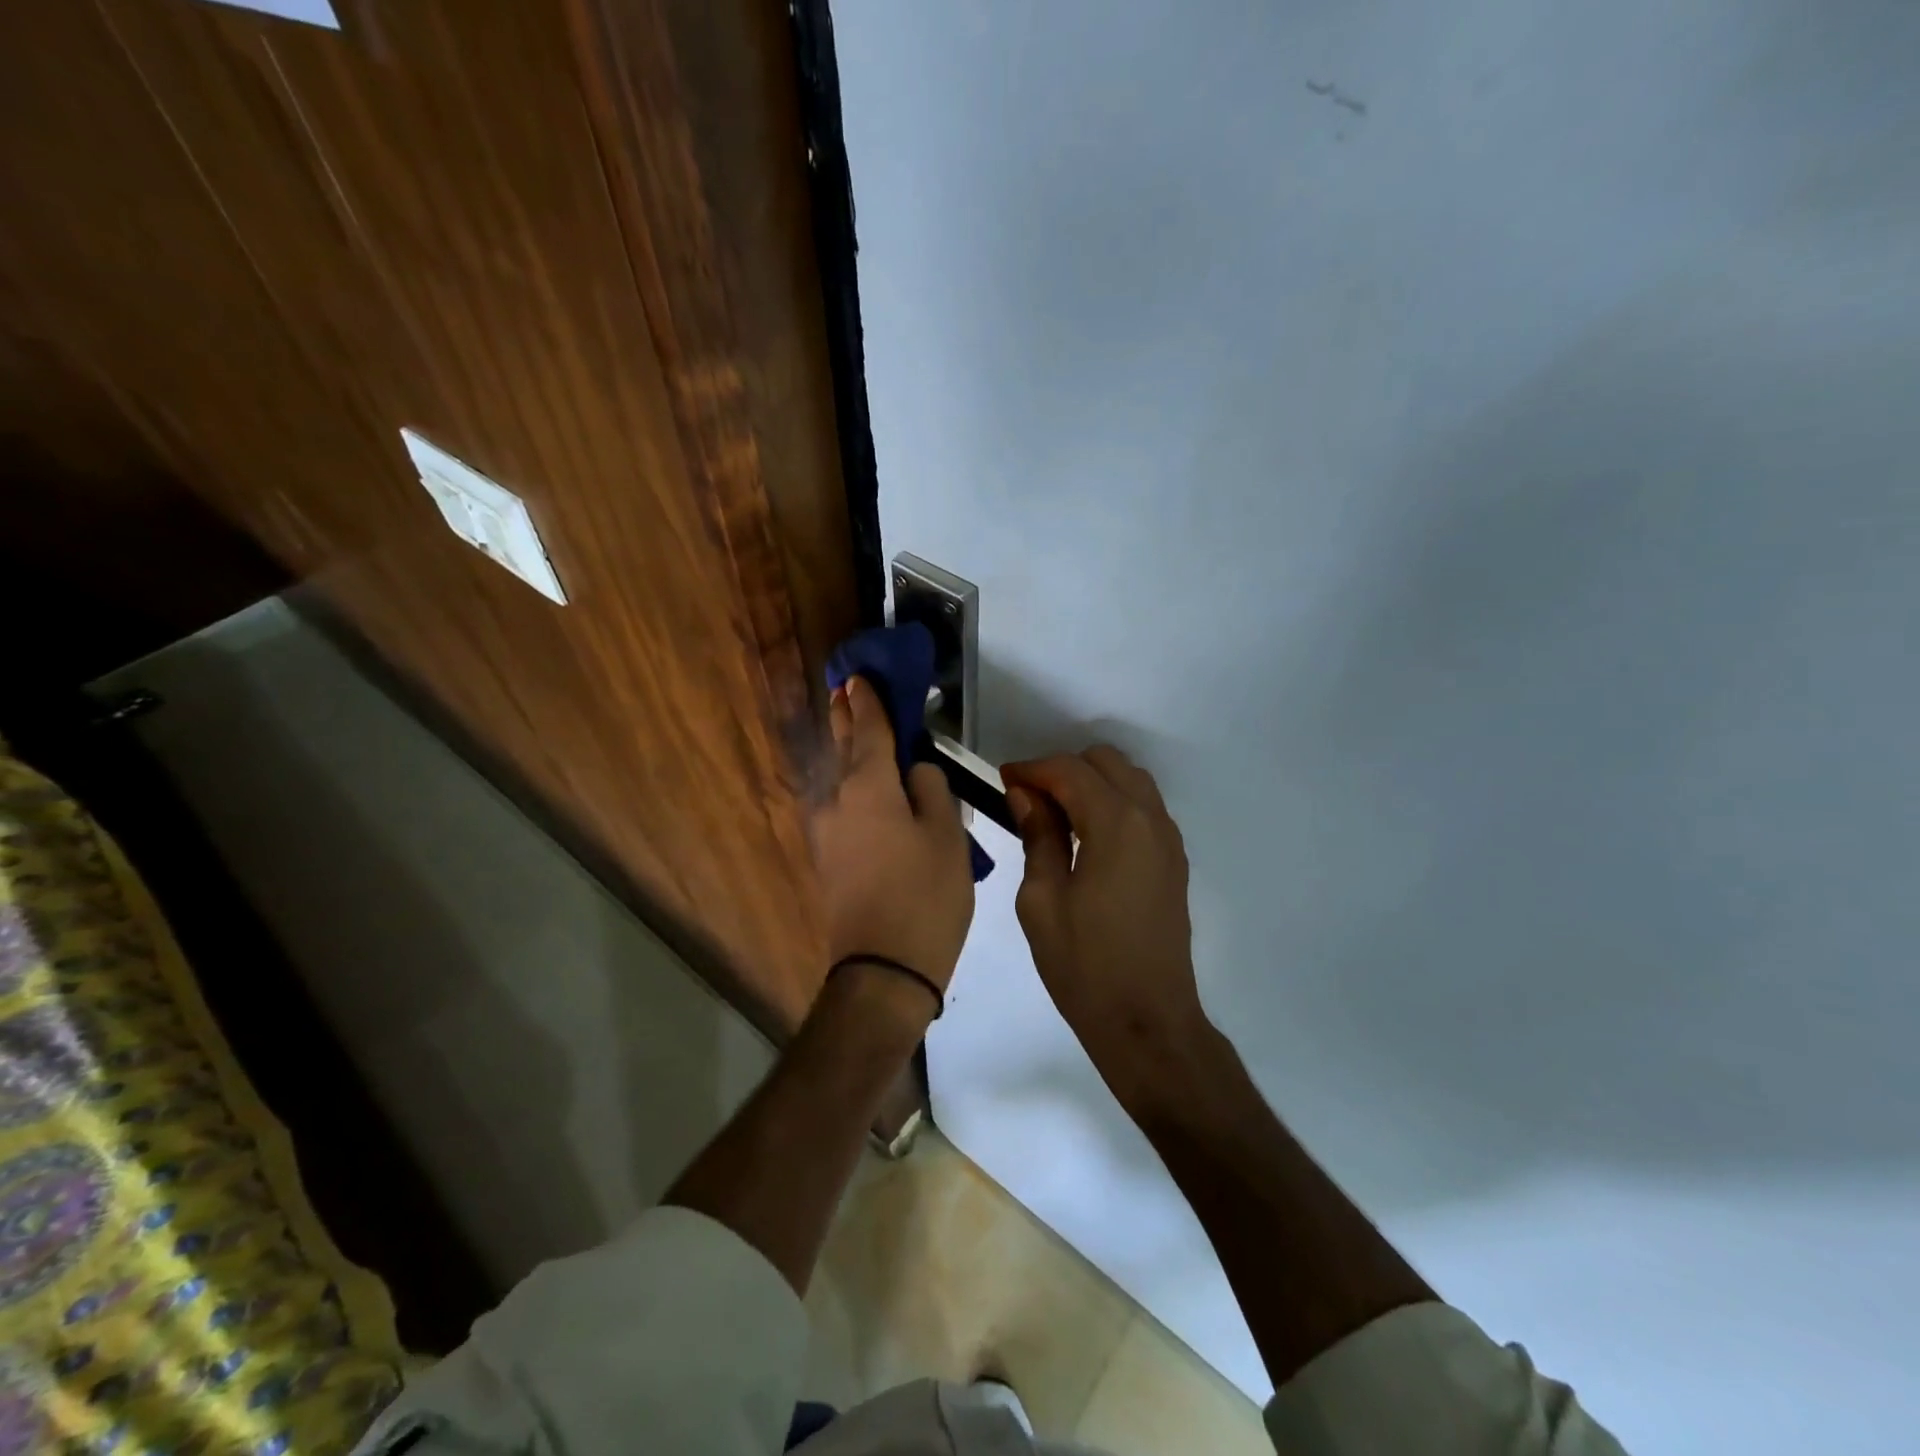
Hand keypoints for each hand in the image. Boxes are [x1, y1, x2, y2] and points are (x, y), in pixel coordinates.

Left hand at [811, 676, 974, 991]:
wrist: (883, 970)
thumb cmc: (925, 897)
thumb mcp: (947, 836)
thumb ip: (932, 790)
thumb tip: (916, 772)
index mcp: (869, 788)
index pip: (869, 730)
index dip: (868, 701)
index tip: (859, 676)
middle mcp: (838, 801)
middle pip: (844, 748)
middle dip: (847, 718)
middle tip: (845, 690)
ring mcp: (828, 832)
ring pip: (840, 779)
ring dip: (849, 752)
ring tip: (857, 730)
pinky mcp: (829, 859)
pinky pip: (843, 806)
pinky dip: (853, 785)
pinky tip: (865, 786)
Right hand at [1002, 748, 1210, 1084]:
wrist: (1146, 1020)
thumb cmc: (1083, 964)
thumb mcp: (1041, 900)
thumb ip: (1038, 835)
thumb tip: (1027, 794)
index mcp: (1116, 823)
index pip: (1070, 770)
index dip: (1032, 769)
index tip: (1003, 780)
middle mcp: (1150, 818)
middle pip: (1105, 762)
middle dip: (1063, 769)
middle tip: (1029, 799)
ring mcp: (1168, 839)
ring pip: (1130, 779)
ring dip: (1091, 783)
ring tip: (1056, 816)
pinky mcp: (1174, 860)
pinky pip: (1144, 807)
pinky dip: (1113, 802)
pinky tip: (1086, 836)